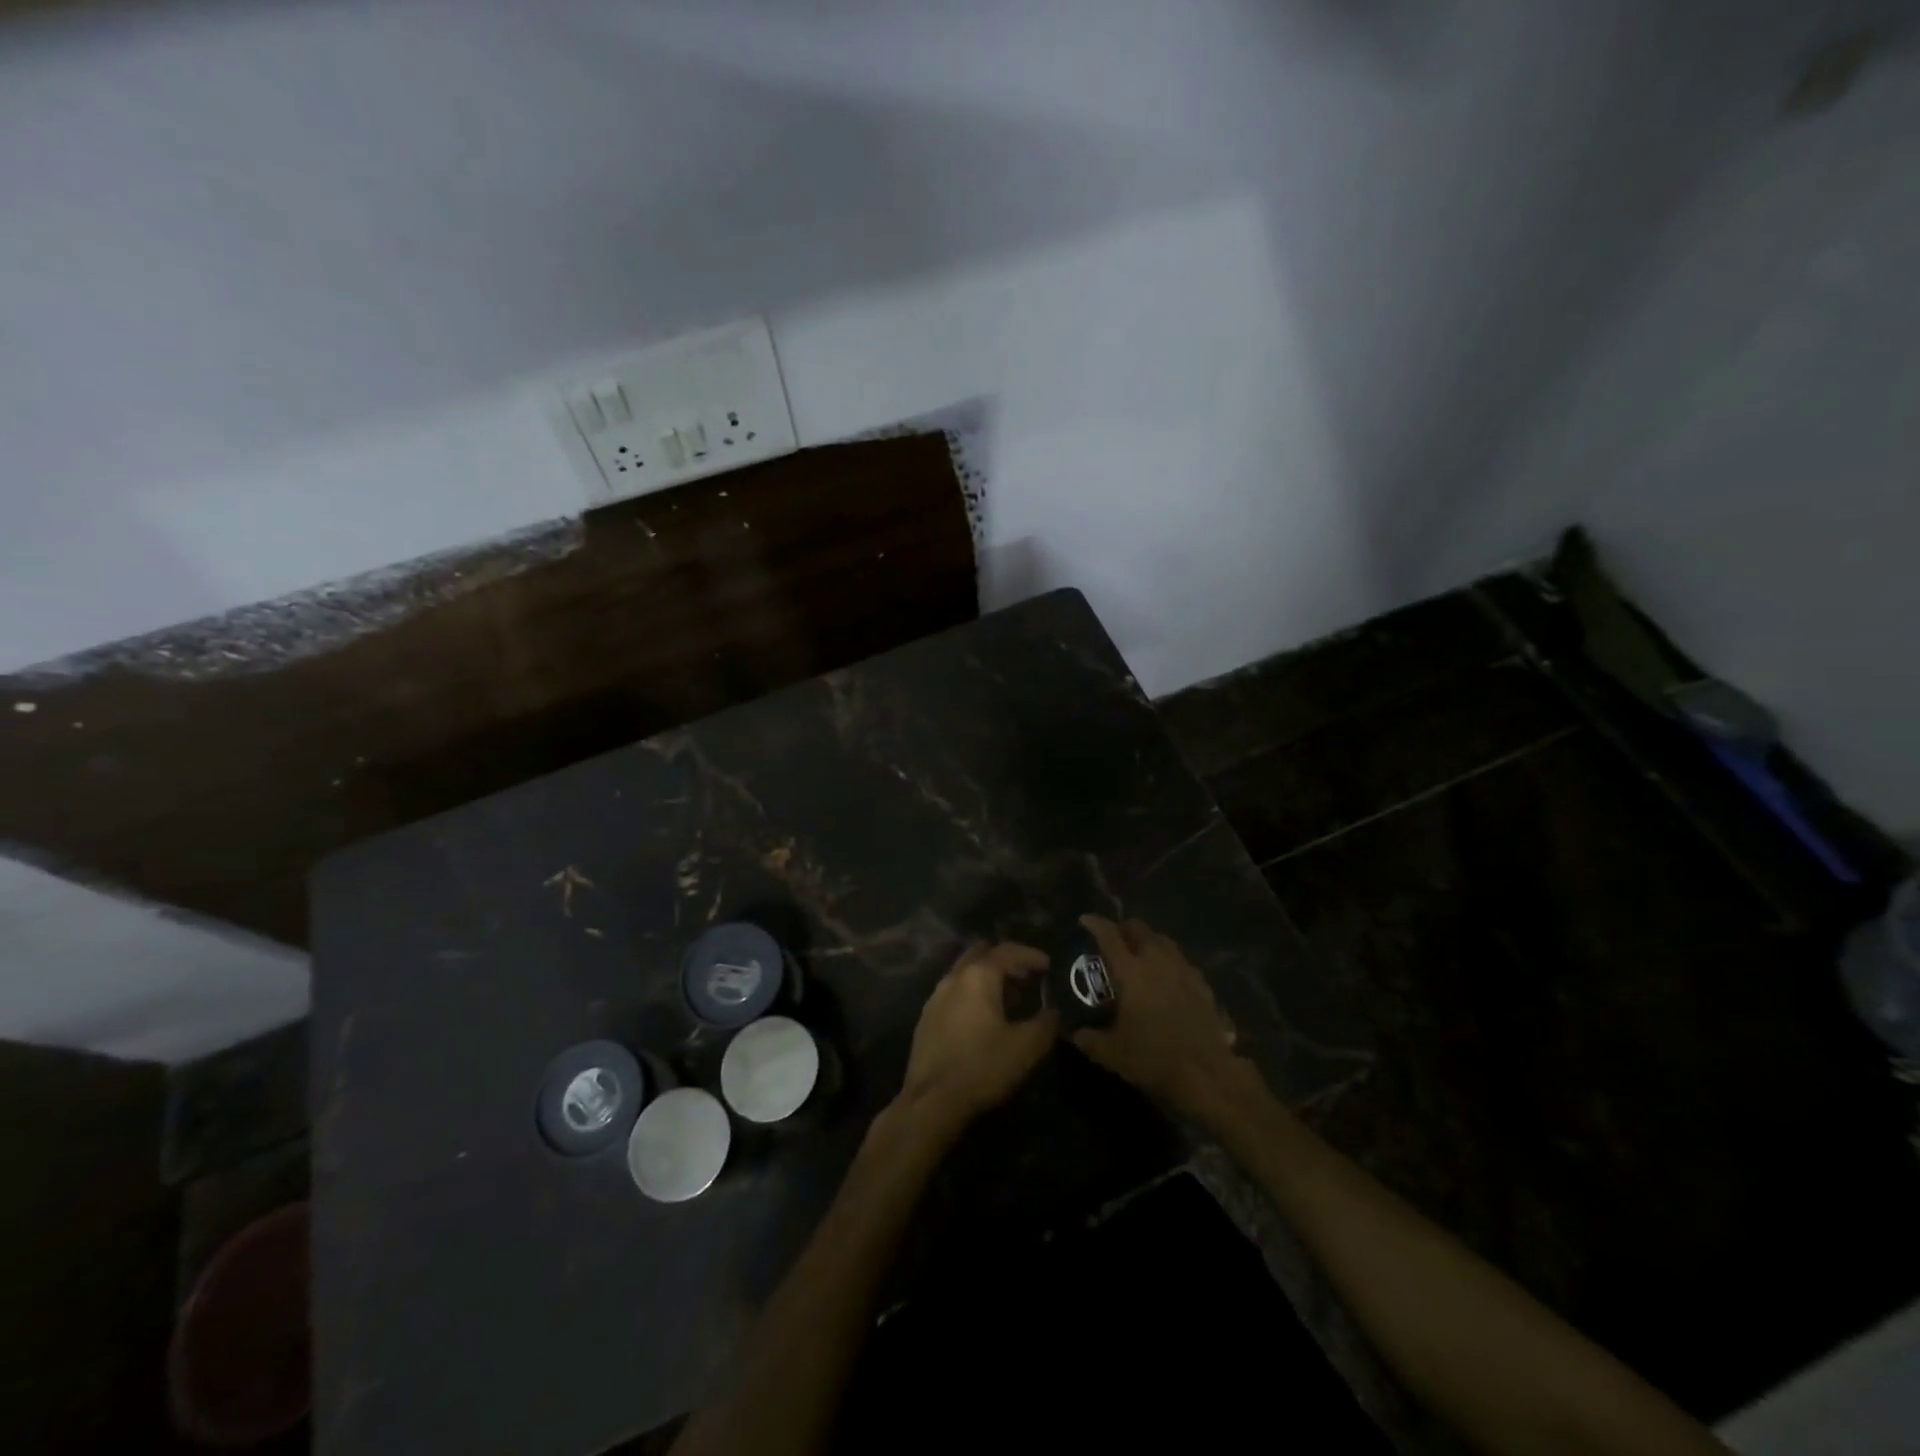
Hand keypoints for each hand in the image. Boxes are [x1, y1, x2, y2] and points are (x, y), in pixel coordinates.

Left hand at [895, 942, 1057, 1135]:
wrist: (931, 1101)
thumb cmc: (982, 1067)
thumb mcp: (1026, 1047)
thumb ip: (1046, 1024)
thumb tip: (1054, 1012)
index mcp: (978, 976)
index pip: (1007, 951)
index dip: (1031, 955)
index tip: (1048, 965)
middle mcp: (953, 978)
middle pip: (981, 954)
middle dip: (1006, 961)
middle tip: (1026, 977)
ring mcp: (935, 997)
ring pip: (965, 973)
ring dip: (988, 978)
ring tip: (1010, 999)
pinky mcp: (926, 1018)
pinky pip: (954, 993)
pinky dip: (972, 994)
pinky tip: (984, 1019)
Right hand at [1070, 915, 1244, 1113]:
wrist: (1206, 1073)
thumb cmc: (1153, 1058)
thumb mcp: (1111, 1053)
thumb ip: (1088, 1038)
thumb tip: (1072, 1031)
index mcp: (1131, 971)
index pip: (1109, 936)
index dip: (1095, 924)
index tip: (1084, 920)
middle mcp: (1157, 961)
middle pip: (1139, 929)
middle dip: (1124, 928)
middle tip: (1114, 938)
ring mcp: (1183, 970)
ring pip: (1163, 940)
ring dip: (1148, 940)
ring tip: (1140, 953)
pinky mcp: (1202, 984)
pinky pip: (1181, 960)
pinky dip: (1168, 960)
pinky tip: (1167, 977)